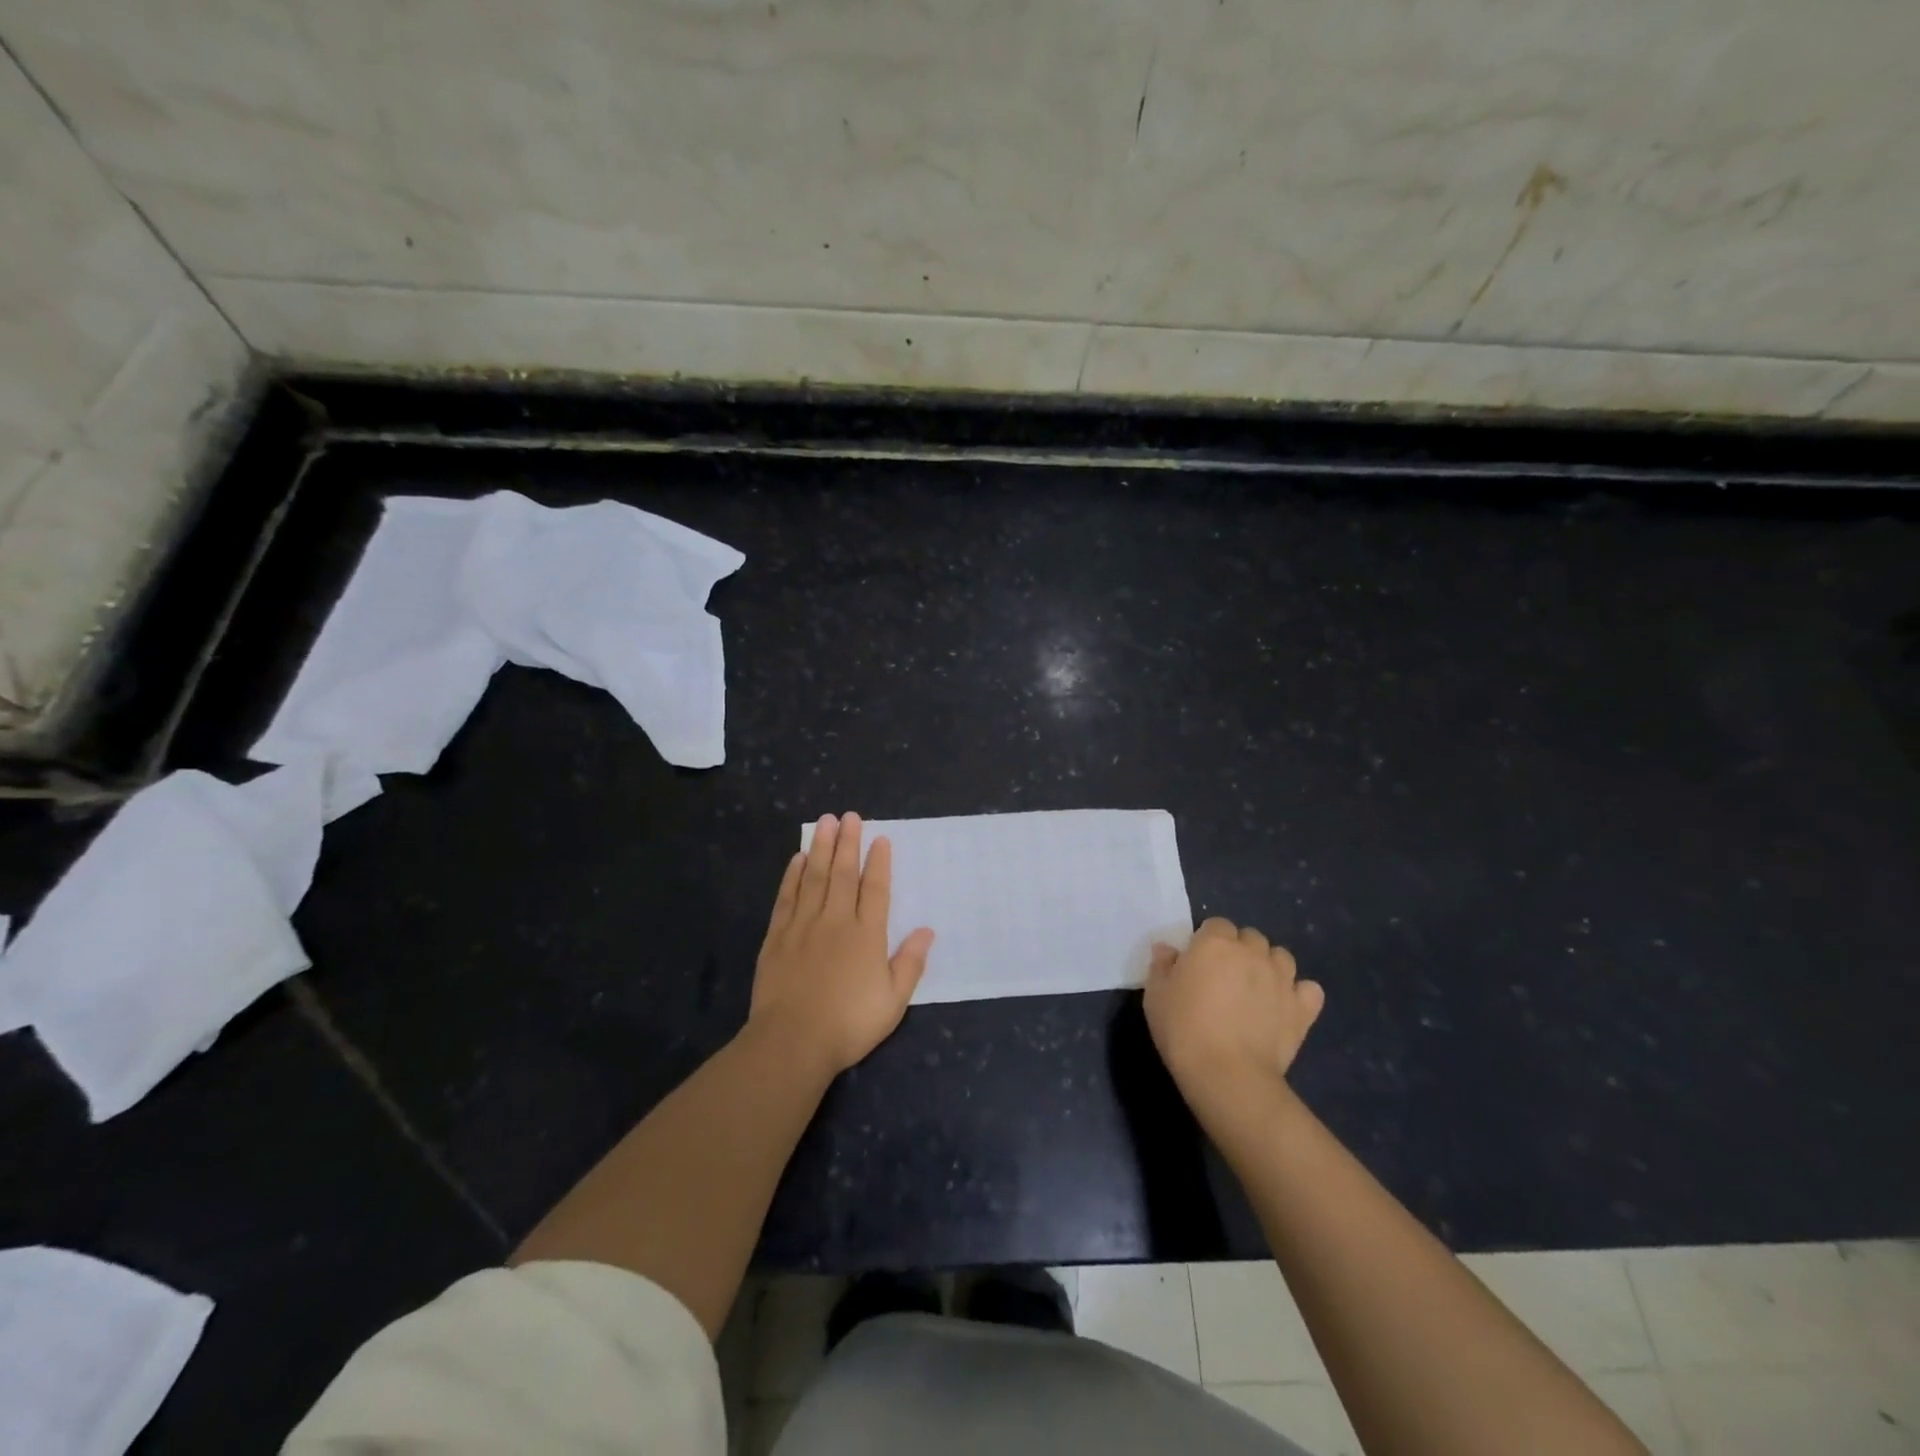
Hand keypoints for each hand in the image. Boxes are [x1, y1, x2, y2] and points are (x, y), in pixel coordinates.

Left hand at [749, 813, 933, 1076]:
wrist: (792, 1040)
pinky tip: (797, 859)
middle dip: (848, 842)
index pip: (875, 889)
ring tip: (825, 822)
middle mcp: (836, 921)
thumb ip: (910, 963)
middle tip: (849, 816)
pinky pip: (787, 897)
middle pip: (843, 874)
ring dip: (821, 848)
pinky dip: (793, 875)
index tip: (880, 838)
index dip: (879, 862)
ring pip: (814, 877)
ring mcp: (803, 925)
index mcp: (867, 935)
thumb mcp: (893, 1001)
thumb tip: (927, 930)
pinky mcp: (777, 936)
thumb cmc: (849, 1024)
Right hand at [1144, 917, 1324, 1110]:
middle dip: (1240, 950)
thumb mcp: (1155, 995)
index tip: (1198, 964)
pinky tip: (1286, 1006)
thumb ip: (1162, 965)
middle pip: (1250, 937)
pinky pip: (1309, 989)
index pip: (1216, 925)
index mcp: (1214, 943)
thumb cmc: (1183, 1029)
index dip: (1208, 941)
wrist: (1227, 1074)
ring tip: (1256, 989)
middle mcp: (1252, 952)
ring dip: (1270, 966)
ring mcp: (1282, 979)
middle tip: (1225, 978)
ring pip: (1282, 957)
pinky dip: (1299, 993)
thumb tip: (1168, 949)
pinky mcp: (1302, 1009)